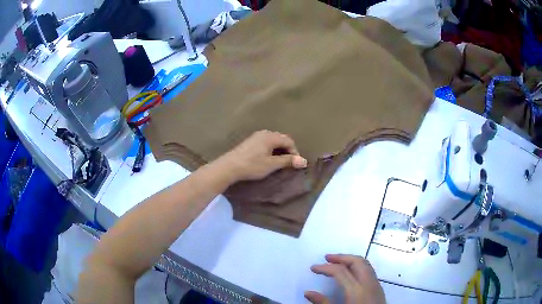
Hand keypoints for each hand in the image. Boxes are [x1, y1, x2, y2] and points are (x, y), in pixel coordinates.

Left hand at [215, 130, 306, 181]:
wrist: (229, 166)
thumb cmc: (252, 165)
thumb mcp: (272, 164)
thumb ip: (288, 161)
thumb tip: (304, 161)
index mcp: (271, 136)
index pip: (289, 141)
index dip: (294, 152)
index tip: (294, 164)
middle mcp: (264, 133)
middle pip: (281, 139)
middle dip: (287, 151)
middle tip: (288, 163)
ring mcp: (256, 136)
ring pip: (273, 141)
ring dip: (279, 150)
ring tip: (278, 162)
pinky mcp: (250, 142)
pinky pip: (266, 143)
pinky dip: (271, 150)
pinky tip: (267, 159)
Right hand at [305, 254, 384, 303]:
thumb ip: (323, 302)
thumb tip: (308, 293)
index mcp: (356, 290)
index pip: (340, 271)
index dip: (325, 267)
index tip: (313, 268)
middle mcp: (368, 283)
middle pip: (356, 261)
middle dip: (341, 257)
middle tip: (327, 258)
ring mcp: (376, 284)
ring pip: (365, 264)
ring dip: (351, 260)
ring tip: (338, 262)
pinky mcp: (379, 288)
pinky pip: (369, 270)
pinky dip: (358, 266)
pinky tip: (351, 273)